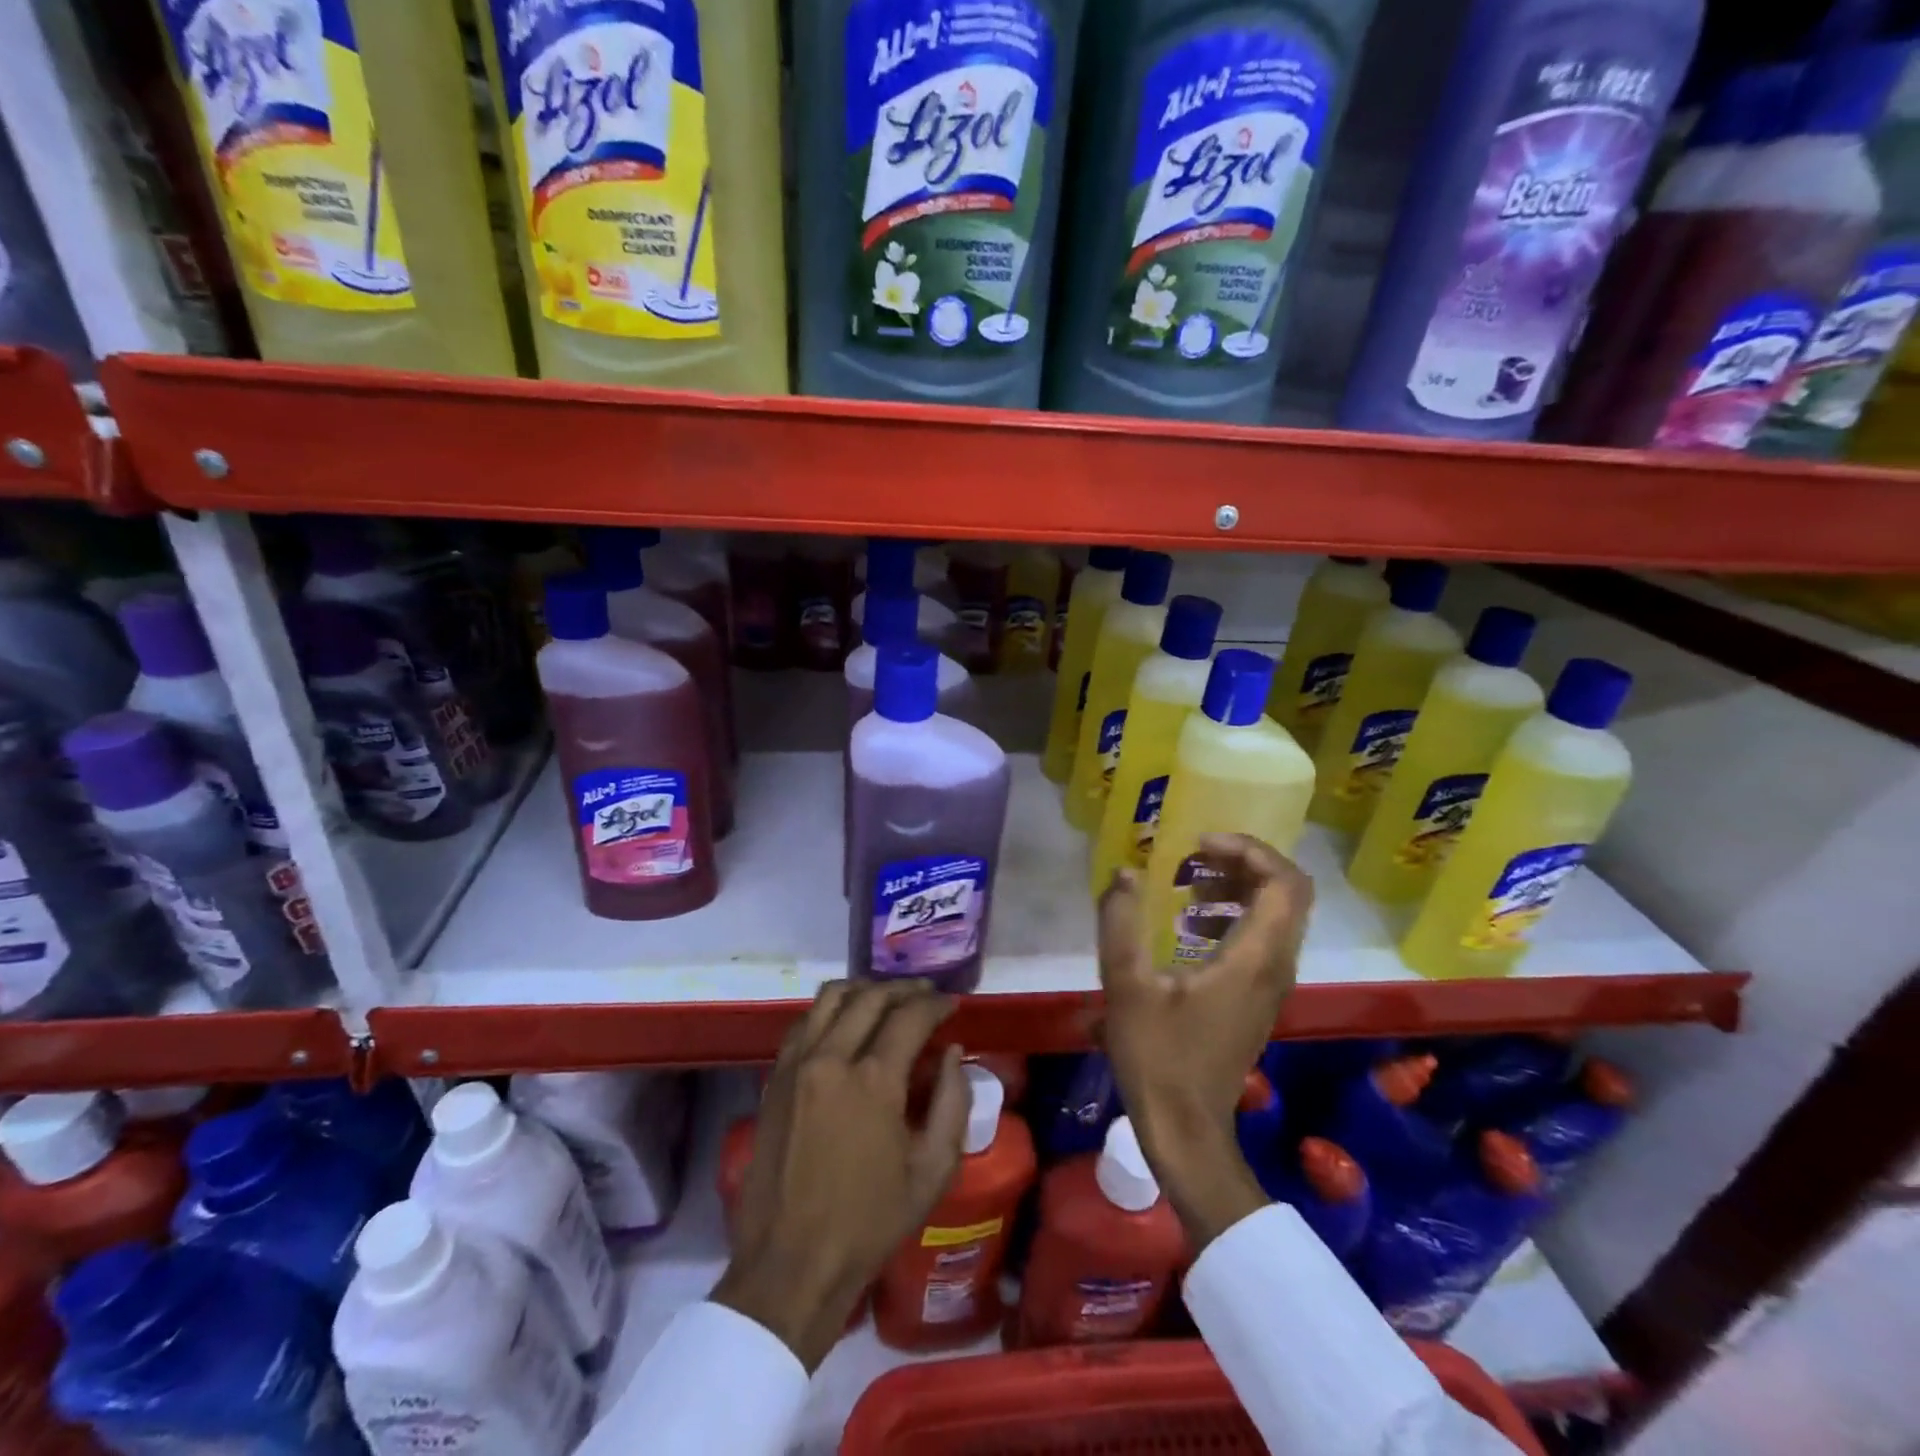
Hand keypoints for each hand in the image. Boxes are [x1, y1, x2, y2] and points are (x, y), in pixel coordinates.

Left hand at [712, 980, 968, 1369]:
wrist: (790, 1264)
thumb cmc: (869, 1223)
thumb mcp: (932, 1172)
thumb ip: (953, 1103)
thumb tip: (953, 1055)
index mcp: (874, 1080)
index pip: (910, 1016)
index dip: (936, 1004)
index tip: (951, 1004)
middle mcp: (832, 1057)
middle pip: (871, 997)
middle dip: (904, 990)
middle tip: (925, 995)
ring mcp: (796, 1064)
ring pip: (831, 997)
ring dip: (865, 990)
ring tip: (886, 998)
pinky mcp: (774, 1078)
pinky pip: (804, 1022)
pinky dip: (830, 1010)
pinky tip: (845, 1022)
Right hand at [1097, 833, 1314, 1251]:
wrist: (1186, 1128)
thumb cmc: (1157, 1057)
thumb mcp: (1126, 986)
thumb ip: (1121, 922)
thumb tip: (1127, 872)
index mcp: (1254, 958)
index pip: (1285, 883)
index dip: (1249, 850)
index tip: (1199, 845)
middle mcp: (1276, 966)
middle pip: (1287, 892)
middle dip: (1243, 862)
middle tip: (1193, 856)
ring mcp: (1272, 984)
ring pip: (1278, 915)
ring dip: (1238, 887)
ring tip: (1187, 884)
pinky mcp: (1259, 997)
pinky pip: (1263, 937)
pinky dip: (1234, 915)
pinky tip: (1189, 925)